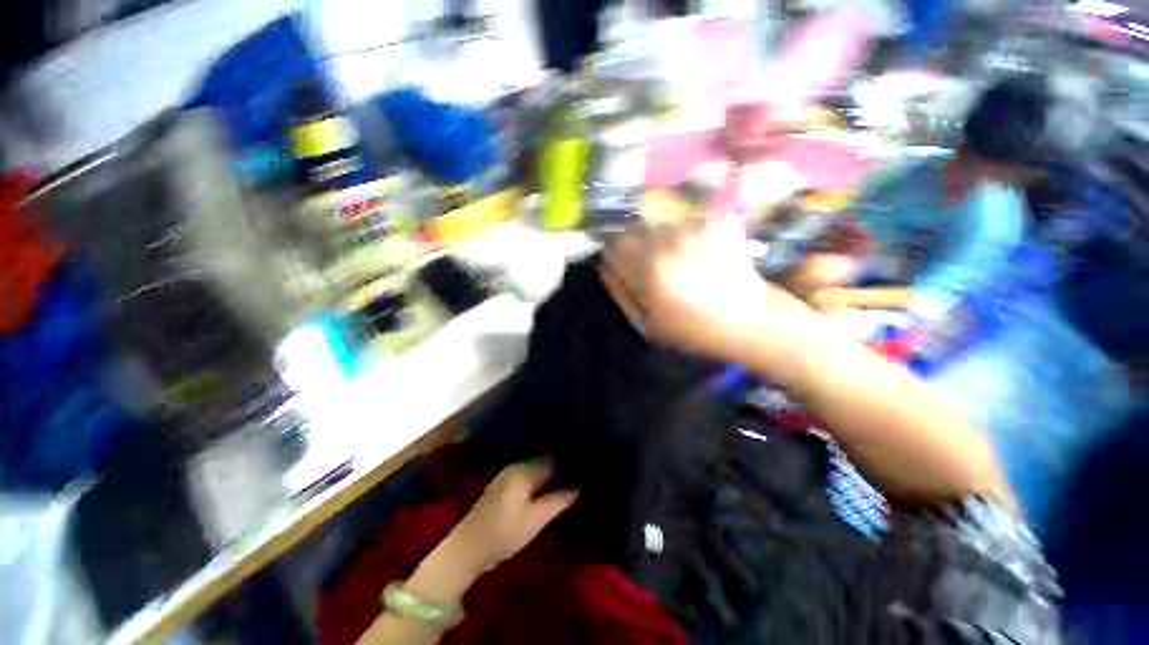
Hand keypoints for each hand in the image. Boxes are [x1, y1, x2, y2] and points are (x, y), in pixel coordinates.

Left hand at [448, 460, 577, 574]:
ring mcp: (508, 474)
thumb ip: (558, 501)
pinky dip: (542, 478)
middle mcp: (516, 466)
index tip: (586, 470)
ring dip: (553, 473)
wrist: (467, 549)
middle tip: (581, 475)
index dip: (571, 465)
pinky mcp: (504, 484)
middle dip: (563, 467)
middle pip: (546, 461)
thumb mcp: (535, 520)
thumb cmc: (503, 534)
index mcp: (524, 470)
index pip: (554, 460)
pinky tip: (551, 488)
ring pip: (538, 467)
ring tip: (571, 480)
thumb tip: (579, 487)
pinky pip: (529, 474)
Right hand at [601, 221, 820, 365]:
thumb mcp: (647, 323)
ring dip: (658, 240)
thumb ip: (620, 291)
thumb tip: (605, 267)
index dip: (614, 256)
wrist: (750, 320)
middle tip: (649, 266)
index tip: (622, 267)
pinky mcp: (713, 223)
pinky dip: (680, 237)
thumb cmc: (694, 330)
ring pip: (657, 225)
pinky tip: (694, 255)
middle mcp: (669, 241)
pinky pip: (681, 225)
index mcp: (649, 268)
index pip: (613, 245)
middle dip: (634, 246)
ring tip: (675, 262)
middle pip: (633, 230)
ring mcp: (693, 228)